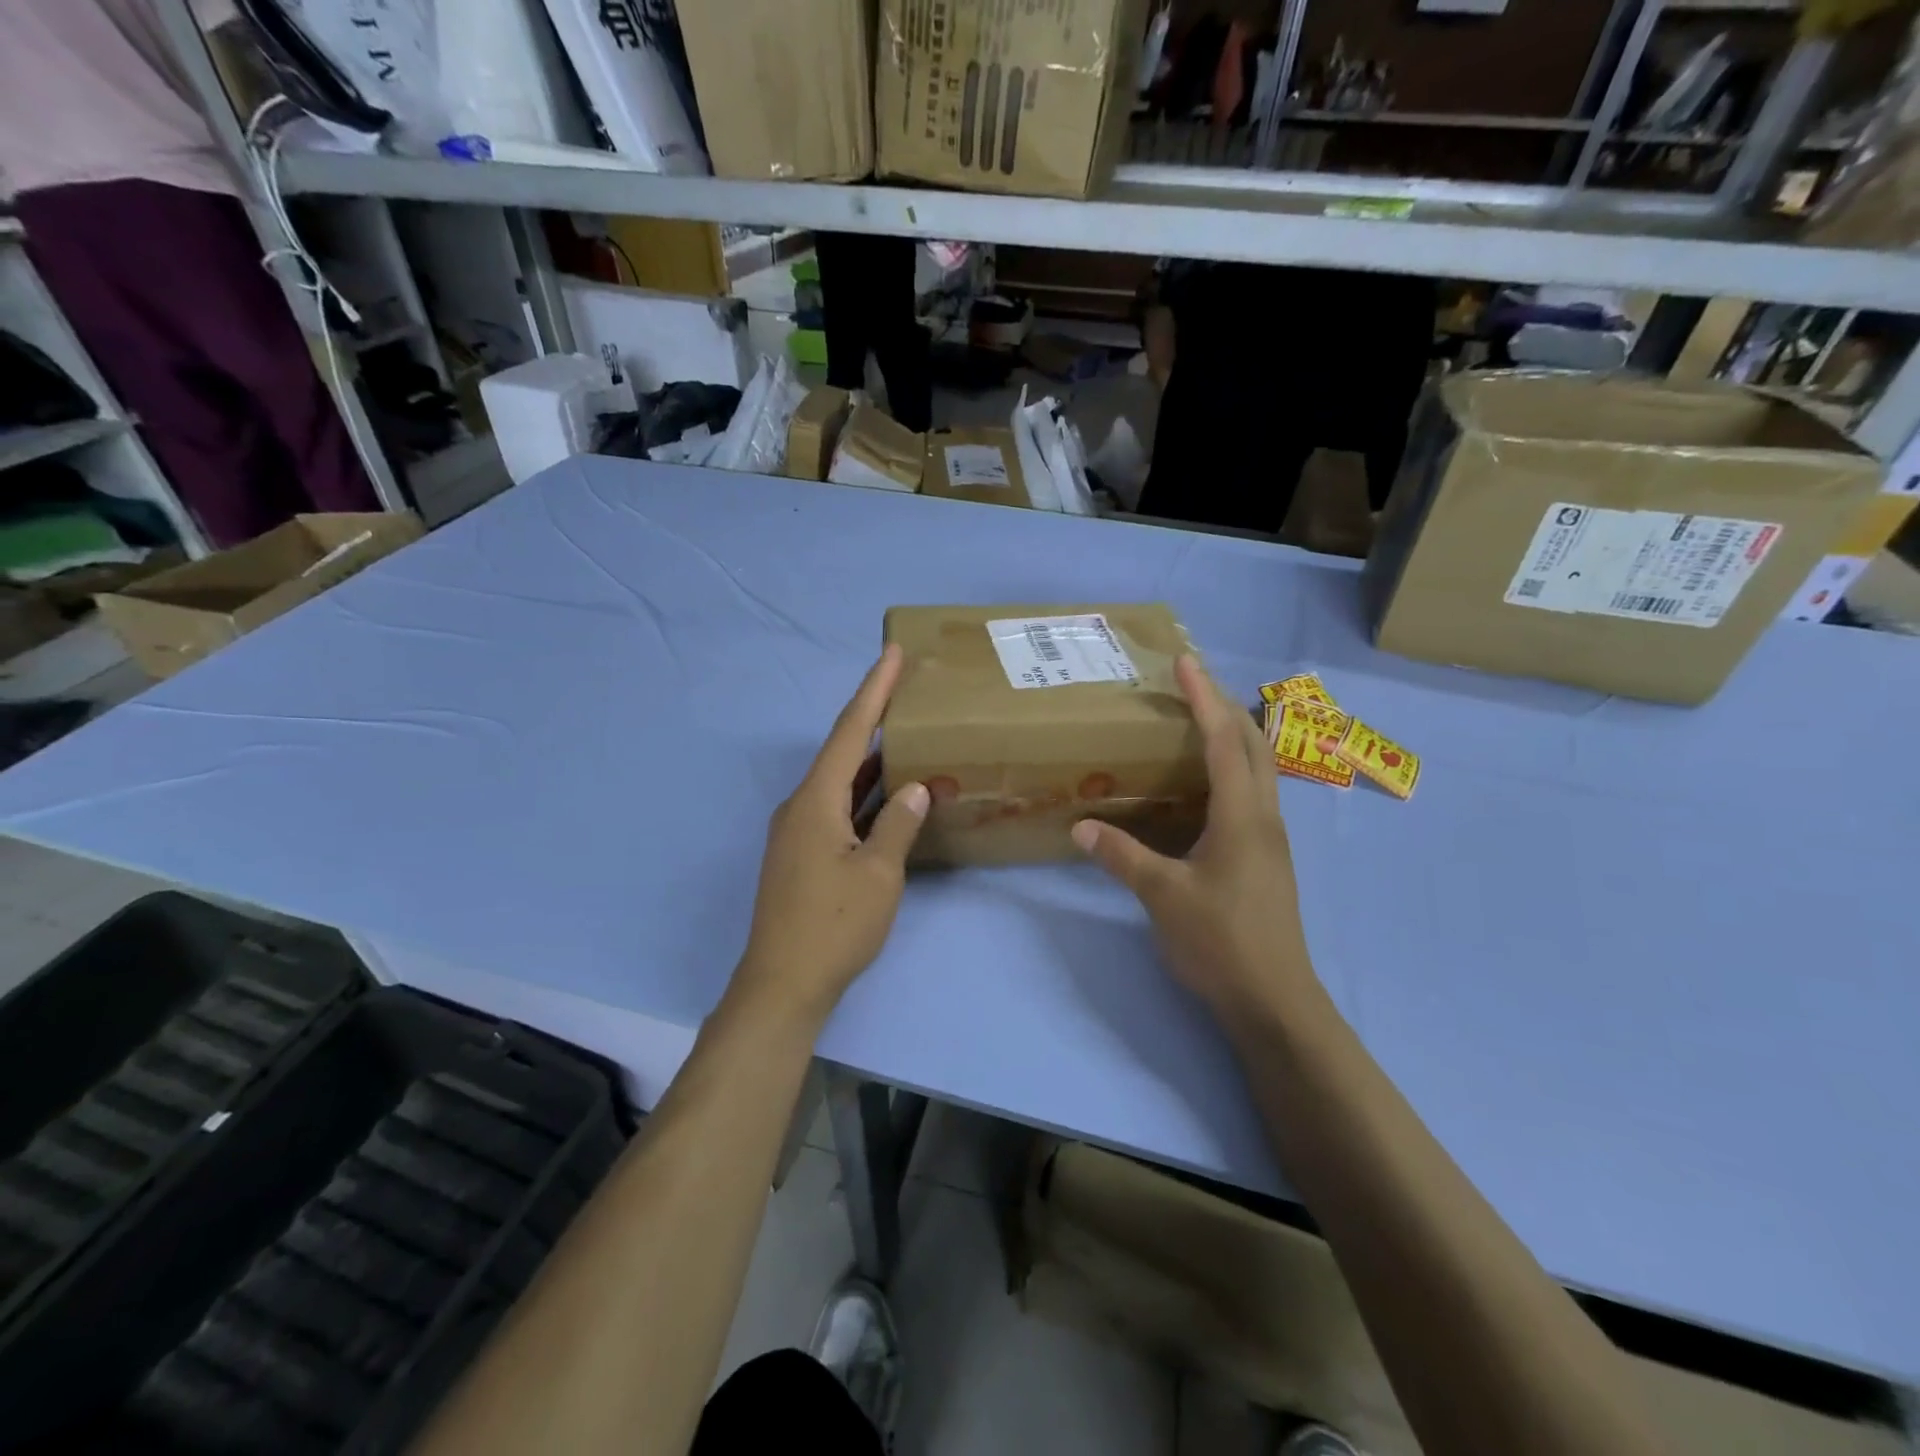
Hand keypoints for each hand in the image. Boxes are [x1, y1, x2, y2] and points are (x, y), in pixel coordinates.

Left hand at [733, 644, 929, 1023]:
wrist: (783, 985)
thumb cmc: (833, 926)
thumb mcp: (878, 873)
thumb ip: (899, 823)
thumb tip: (917, 787)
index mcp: (815, 800)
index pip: (849, 731)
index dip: (872, 690)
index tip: (890, 652)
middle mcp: (801, 806)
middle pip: (841, 751)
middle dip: (874, 719)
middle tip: (906, 690)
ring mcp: (798, 832)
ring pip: (840, 783)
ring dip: (872, 761)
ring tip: (906, 735)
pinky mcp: (803, 855)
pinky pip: (838, 810)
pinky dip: (864, 796)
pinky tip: (889, 795)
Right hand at [1071, 656, 1322, 1026]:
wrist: (1274, 1002)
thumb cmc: (1221, 943)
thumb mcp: (1163, 896)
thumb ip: (1122, 857)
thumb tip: (1080, 827)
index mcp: (1242, 816)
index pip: (1224, 741)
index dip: (1204, 699)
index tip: (1185, 663)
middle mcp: (1264, 818)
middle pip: (1255, 745)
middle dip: (1226, 707)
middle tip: (1192, 686)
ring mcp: (1270, 840)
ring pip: (1261, 769)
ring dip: (1235, 736)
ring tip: (1200, 722)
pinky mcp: (1267, 859)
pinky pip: (1254, 794)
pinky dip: (1234, 769)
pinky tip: (1208, 785)